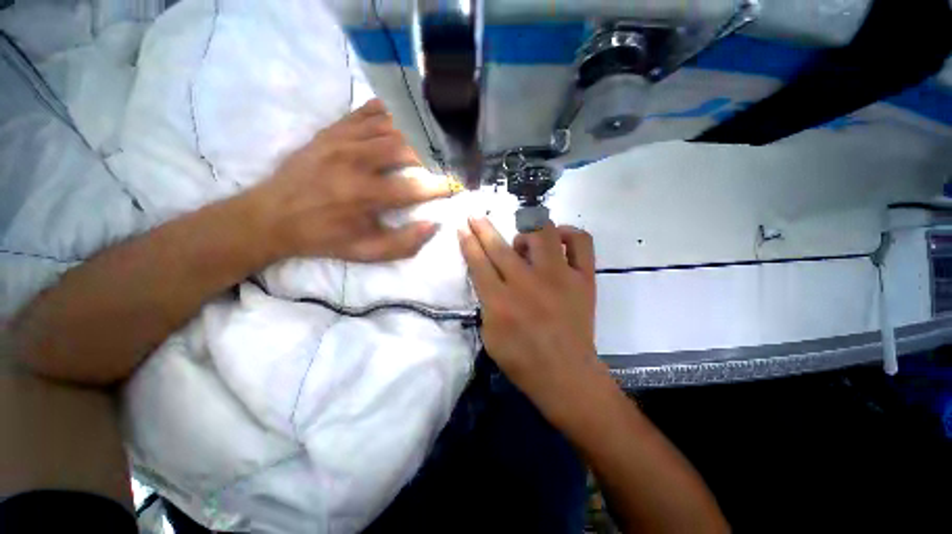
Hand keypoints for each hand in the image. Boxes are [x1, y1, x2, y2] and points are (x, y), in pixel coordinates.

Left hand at [247, 99, 450, 261]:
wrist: (273, 215)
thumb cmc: (325, 237)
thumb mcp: (366, 252)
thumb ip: (403, 244)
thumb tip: (432, 225)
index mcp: (363, 195)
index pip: (414, 188)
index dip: (440, 186)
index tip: (456, 186)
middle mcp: (354, 161)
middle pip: (406, 147)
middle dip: (433, 153)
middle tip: (449, 158)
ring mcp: (341, 140)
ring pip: (390, 125)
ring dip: (416, 131)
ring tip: (435, 138)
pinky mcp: (332, 130)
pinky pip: (367, 111)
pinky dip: (390, 111)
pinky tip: (405, 115)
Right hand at [459, 217, 604, 422]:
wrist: (567, 375)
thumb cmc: (522, 360)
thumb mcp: (490, 335)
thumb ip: (486, 301)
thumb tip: (488, 275)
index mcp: (501, 301)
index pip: (479, 262)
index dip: (468, 242)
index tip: (462, 227)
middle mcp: (528, 283)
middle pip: (500, 246)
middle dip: (482, 227)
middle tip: (475, 217)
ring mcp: (559, 277)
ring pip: (541, 233)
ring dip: (526, 231)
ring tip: (523, 243)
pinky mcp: (583, 279)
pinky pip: (581, 242)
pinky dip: (568, 234)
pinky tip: (558, 240)